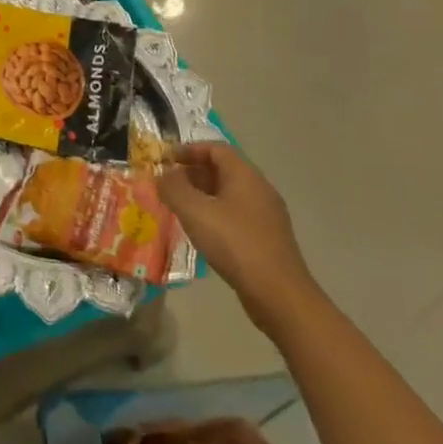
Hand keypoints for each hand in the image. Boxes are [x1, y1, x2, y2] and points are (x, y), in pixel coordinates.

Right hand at [159, 142, 319, 334]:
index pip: (216, 148)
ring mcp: (267, 215)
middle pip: (223, 170)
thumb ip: (174, 188)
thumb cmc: (235, 244)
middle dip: (193, 173)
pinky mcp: (268, 239)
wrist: (279, 295)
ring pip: (230, 194)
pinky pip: (237, 215)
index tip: (167, 159)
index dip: (190, 149)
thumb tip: (163, 175)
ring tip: (180, 209)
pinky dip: (216, 215)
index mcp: (245, 175)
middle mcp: (259, 189)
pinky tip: (203, 233)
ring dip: (203, 196)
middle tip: (169, 185)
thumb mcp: (195, 212)